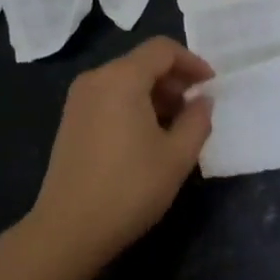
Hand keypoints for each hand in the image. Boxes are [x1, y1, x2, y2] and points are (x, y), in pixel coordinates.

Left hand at [30, 37, 214, 265]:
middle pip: (143, 62)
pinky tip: (147, 137)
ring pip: (126, 80)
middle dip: (174, 80)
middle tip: (196, 108)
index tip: (211, 86)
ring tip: (176, 126)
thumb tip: (202, 100)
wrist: (68, 230)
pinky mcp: (71, 120)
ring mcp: (79, 100)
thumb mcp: (177, 155)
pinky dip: (134, 104)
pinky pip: (110, 97)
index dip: (192, 62)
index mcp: (122, 78)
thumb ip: (198, 120)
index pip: (163, 49)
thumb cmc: (129, 188)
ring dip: (155, 94)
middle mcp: (96, 79)